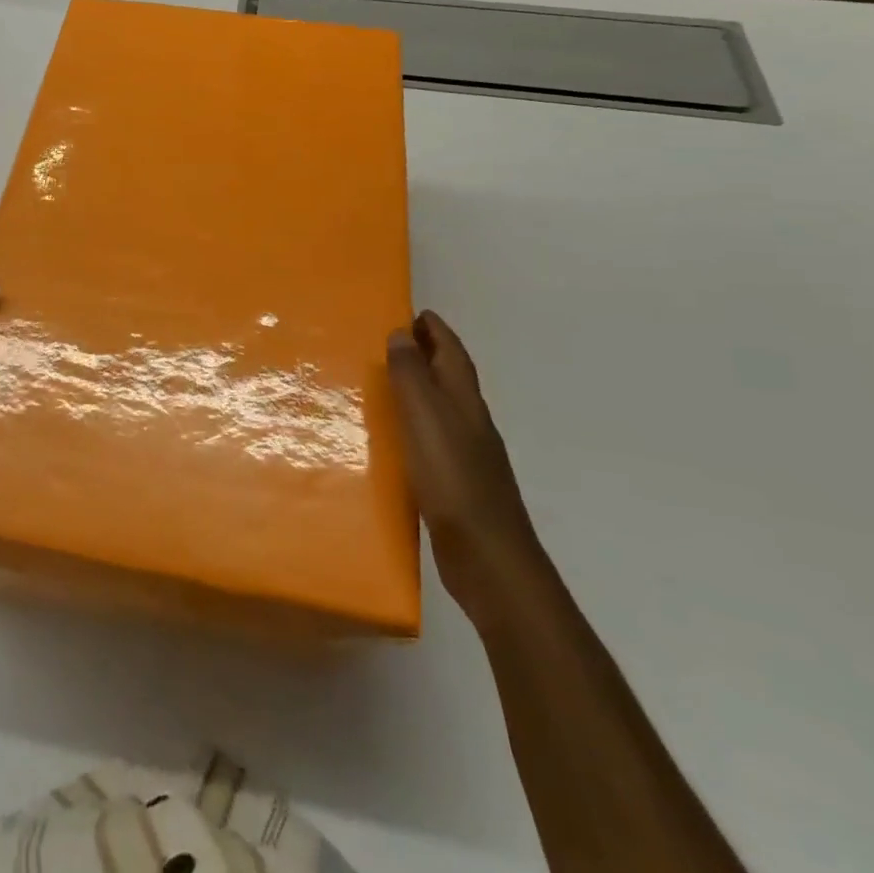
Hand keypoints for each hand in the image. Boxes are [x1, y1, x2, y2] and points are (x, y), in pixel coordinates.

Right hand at [388, 312, 544, 618]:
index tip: (414, 313)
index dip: (436, 331)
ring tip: (385, 384)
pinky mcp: (456, 485)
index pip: (453, 354)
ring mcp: (467, 457)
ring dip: (420, 390)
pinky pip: (432, 440)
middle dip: (427, 355)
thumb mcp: (427, 419)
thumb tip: (401, 334)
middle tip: (392, 342)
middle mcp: (471, 424)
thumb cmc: (454, 480)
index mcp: (465, 403)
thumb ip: (413, 376)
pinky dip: (415, 426)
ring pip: (442, 409)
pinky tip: (395, 440)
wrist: (488, 559)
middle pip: (451, 378)